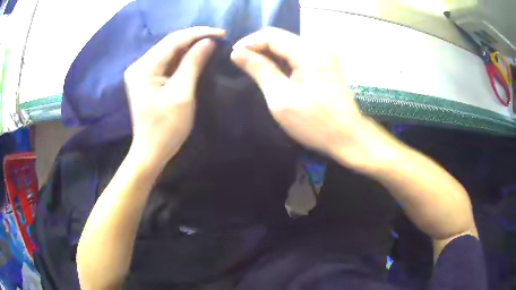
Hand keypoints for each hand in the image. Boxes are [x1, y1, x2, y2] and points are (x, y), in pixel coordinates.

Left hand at [124, 27, 224, 164]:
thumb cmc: (166, 129)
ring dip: (189, 46)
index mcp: (144, 68)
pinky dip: (181, 57)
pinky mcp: (145, 78)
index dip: (198, 34)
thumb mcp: (182, 94)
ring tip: (211, 43)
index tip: (221, 33)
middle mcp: (139, 65)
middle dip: (194, 38)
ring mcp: (140, 72)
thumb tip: (208, 42)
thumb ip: (193, 64)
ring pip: (168, 51)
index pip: (173, 41)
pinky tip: (196, 55)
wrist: (150, 152)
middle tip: (219, 37)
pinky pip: (166, 61)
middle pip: (169, 43)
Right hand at [230, 28, 376, 167]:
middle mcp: (318, 48)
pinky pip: (298, 55)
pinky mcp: (326, 65)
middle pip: (281, 37)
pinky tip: (272, 71)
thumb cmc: (315, 123)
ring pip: (289, 46)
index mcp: (309, 53)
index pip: (272, 35)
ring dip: (269, 54)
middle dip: (258, 47)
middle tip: (241, 62)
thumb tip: (237, 53)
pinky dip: (282, 60)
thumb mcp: (281, 98)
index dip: (249, 42)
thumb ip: (259, 70)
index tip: (234, 56)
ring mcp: (324, 56)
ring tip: (252, 67)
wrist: (348, 138)